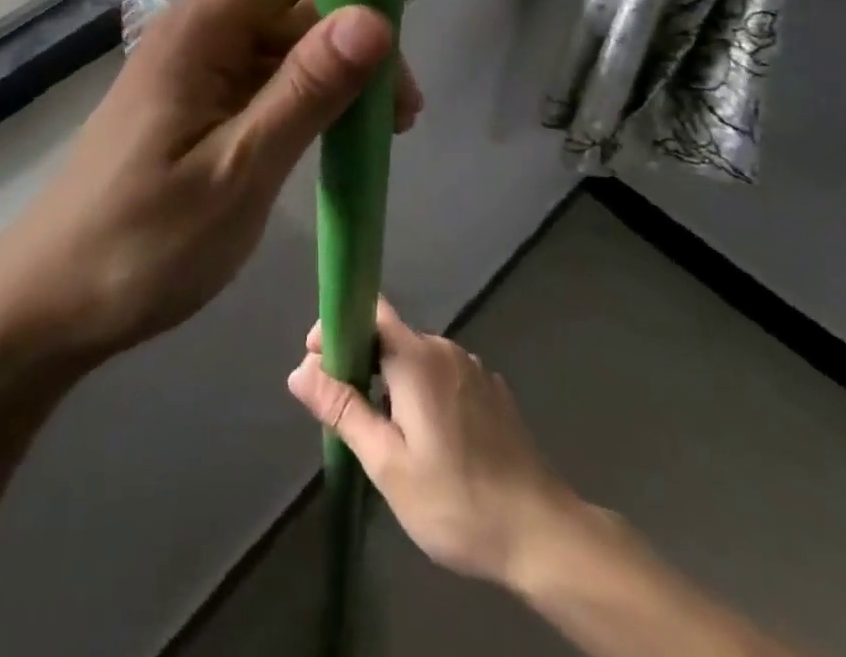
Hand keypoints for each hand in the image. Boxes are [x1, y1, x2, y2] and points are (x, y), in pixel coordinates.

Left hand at [0, 0, 420, 361]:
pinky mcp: (199, 98)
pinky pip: (267, 75)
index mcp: (204, 26)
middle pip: (299, 0)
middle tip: (404, 116)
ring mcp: (199, 64)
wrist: (52, 300)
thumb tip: (378, 16)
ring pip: (288, 40)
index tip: (402, 33)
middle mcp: (202, 28)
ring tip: (381, 134)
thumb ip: (306, 90)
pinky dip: (308, 98)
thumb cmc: (141, 243)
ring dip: (339, 74)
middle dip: (358, 40)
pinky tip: (335, 137)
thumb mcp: (238, 171)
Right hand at [287, 299, 604, 589]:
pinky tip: (430, 442)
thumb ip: (343, 410)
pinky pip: (444, 378)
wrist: (545, 536)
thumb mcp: (388, 463)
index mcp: (416, 357)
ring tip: (387, 436)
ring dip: (393, 384)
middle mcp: (444, 349)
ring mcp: (473, 369)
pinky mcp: (492, 392)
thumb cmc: (457, 501)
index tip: (318, 363)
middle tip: (349, 415)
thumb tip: (300, 369)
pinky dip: (424, 395)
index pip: (369, 310)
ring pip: (417, 360)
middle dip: (361, 364)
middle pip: (390, 337)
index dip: (338, 326)